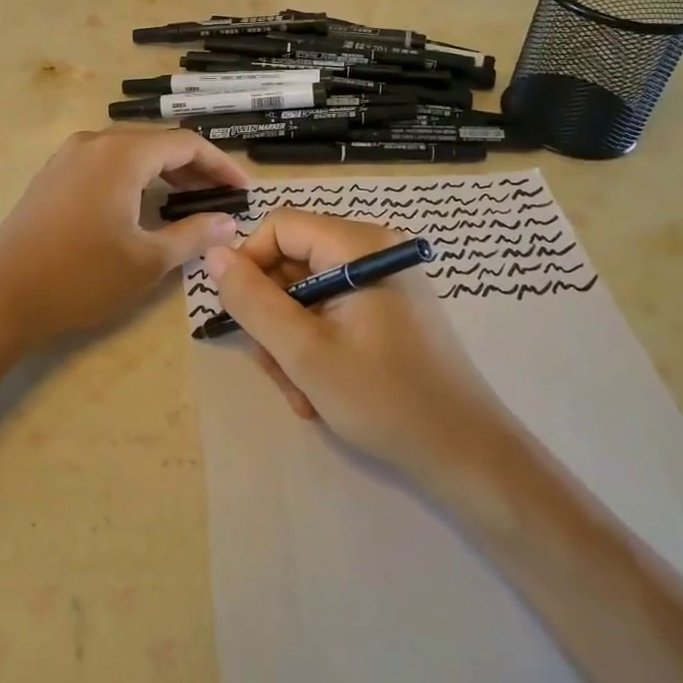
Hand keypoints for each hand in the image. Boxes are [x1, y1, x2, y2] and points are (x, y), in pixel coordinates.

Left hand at [0, 127, 249, 356]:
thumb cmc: (80, 278)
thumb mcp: (147, 261)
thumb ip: (194, 235)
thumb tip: (230, 221)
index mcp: (121, 154)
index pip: (186, 144)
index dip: (220, 165)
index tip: (244, 190)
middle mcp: (94, 143)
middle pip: (157, 144)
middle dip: (194, 169)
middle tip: (221, 199)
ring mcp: (67, 156)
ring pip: (129, 153)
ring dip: (163, 174)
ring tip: (189, 203)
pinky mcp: (52, 175)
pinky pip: (105, 164)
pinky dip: (133, 178)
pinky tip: (142, 206)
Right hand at [203, 210, 501, 485]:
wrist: (468, 456)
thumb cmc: (386, 400)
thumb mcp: (305, 353)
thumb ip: (254, 301)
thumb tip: (214, 254)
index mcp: (359, 245)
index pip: (279, 227)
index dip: (249, 265)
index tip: (241, 316)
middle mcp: (374, 250)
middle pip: (292, 262)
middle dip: (273, 317)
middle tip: (276, 369)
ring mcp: (384, 281)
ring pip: (307, 294)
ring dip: (291, 342)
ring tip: (302, 392)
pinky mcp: (390, 310)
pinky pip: (333, 312)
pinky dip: (317, 347)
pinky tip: (321, 390)